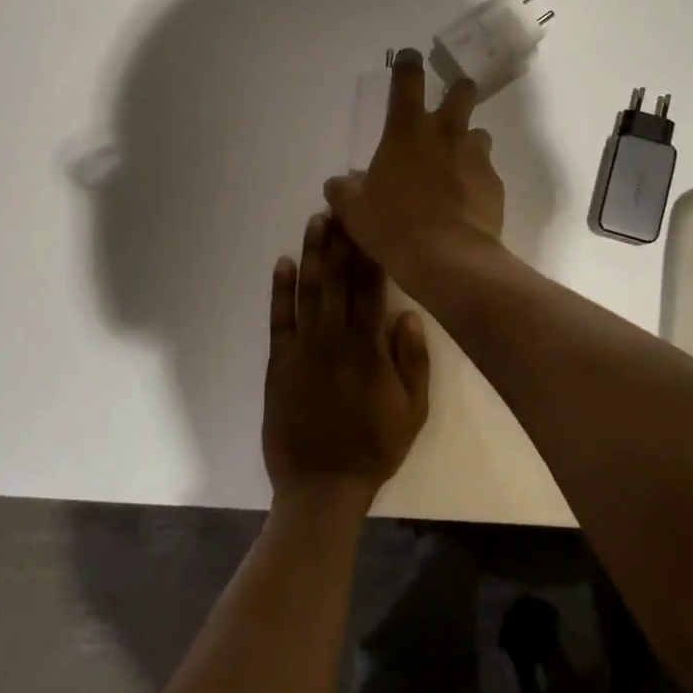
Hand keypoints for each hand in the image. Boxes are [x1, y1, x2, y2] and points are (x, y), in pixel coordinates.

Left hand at [262, 212, 429, 507]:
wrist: (321, 486)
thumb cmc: (374, 448)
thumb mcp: (413, 410)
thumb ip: (412, 361)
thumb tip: (407, 314)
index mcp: (369, 348)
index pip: (371, 288)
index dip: (371, 253)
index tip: (372, 223)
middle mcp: (335, 339)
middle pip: (338, 280)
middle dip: (341, 241)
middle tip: (342, 206)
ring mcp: (303, 349)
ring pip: (308, 291)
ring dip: (312, 254)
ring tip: (316, 221)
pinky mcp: (279, 364)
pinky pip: (279, 320)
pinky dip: (279, 290)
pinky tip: (282, 264)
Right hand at [324, 48, 504, 286]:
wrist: (447, 258)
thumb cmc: (393, 226)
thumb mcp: (355, 211)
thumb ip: (345, 191)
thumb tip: (337, 183)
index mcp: (406, 131)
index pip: (408, 80)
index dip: (408, 64)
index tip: (410, 57)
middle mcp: (445, 134)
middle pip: (462, 92)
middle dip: (458, 91)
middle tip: (451, 103)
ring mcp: (475, 156)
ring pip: (479, 133)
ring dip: (469, 142)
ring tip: (458, 164)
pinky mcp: (495, 183)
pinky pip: (488, 172)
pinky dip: (478, 179)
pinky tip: (468, 201)